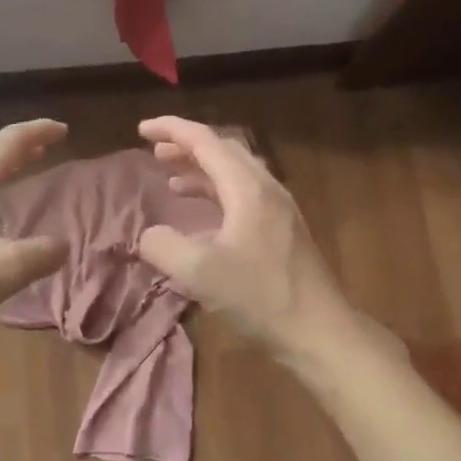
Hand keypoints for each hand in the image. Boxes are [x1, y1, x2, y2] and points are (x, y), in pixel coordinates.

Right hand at [135, 116, 364, 364]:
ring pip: (235, 173)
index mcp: (248, 188)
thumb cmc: (261, 296)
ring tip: (171, 180)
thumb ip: (164, 247)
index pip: (205, 141)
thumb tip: (148, 235)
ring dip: (201, 171)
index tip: (141, 130)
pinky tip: (202, 219)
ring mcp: (278, 209)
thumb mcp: (200, 273)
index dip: (171, 130)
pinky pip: (243, 196)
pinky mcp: (282, 230)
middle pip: (224, 150)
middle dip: (187, 146)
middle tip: (155, 152)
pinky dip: (216, 194)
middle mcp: (266, 188)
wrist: (319, 330)